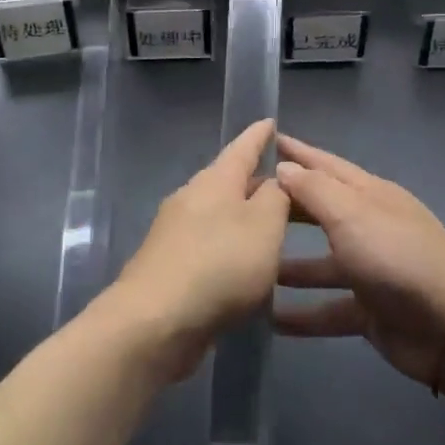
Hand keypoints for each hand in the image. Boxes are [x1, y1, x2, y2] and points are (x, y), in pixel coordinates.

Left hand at [106, 118, 289, 381]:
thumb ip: (277, 197)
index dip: (260, 136)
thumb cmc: (219, 265)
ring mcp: (175, 233)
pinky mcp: (169, 266)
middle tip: (289, 188)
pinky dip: (230, 249)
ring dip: (244, 219)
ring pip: (218, 216)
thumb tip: (276, 180)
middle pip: (229, 182)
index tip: (271, 121)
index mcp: (215, 181)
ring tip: (273, 230)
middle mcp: (191, 198)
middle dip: (257, 182)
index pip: (243, 147)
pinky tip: (245, 269)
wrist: (154, 322)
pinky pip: (209, 246)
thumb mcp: (264, 225)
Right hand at [273, 135, 444, 385]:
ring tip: (251, 265)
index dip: (296, 153)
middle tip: (242, 206)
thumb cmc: (395, 256)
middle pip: (320, 212)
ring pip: (321, 264)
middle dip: (285, 207)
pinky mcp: (369, 310)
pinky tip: (271, 320)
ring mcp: (370, 270)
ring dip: (288, 265)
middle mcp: (368, 227)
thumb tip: (283, 167)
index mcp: (369, 195)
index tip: (264, 141)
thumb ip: (315, 191)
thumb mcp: (352, 214)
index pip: (325, 166)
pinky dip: (303, 314)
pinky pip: (328, 309)